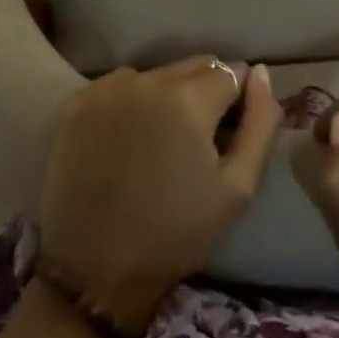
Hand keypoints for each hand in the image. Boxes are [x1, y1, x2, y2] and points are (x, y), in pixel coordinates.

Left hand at [39, 57, 280, 331]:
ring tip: (160, 142)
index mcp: (188, 98)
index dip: (237, 102)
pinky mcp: (77, 103)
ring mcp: (107, 88)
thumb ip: (261, 123)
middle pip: (194, 66)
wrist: (93, 272)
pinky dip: (131, 103)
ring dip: (168, 95)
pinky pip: (120, 85)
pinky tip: (127, 140)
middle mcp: (146, 79)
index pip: (231, 72)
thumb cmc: (176, 233)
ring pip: (158, 74)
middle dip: (206, 92)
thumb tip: (261, 72)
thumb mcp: (237, 188)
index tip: (228, 135)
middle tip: (196, 141)